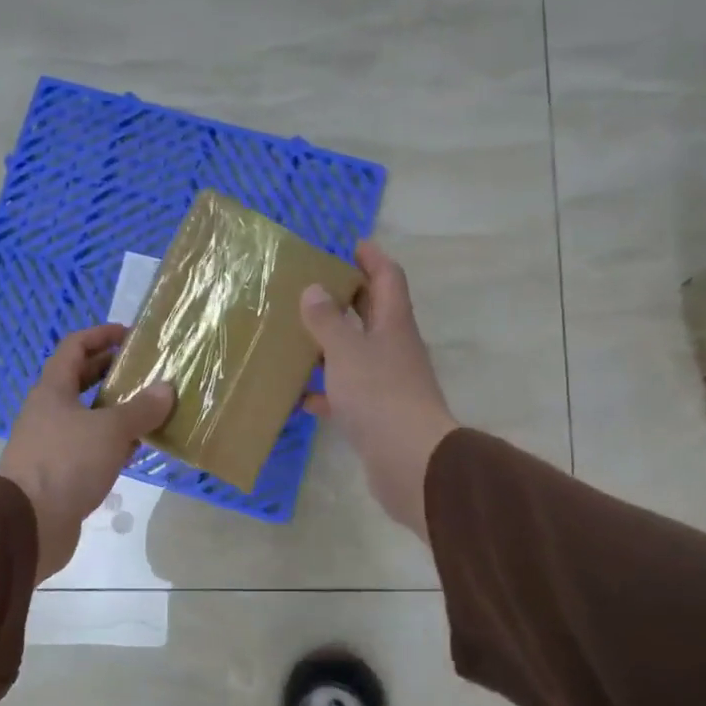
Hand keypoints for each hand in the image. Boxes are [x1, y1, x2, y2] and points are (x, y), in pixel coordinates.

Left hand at [0, 324, 174, 582]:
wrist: (28, 523)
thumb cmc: (67, 463)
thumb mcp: (110, 430)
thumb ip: (140, 409)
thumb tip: (165, 389)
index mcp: (52, 391)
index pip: (74, 347)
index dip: (100, 335)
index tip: (130, 335)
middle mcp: (48, 412)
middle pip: (79, 381)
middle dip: (110, 372)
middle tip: (144, 370)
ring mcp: (51, 444)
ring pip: (86, 416)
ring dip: (114, 410)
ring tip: (149, 409)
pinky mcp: (59, 473)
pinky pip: (89, 447)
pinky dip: (111, 443)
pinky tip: (135, 449)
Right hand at [301, 241, 457, 540]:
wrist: (409, 460)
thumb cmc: (379, 395)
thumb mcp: (346, 351)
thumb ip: (327, 320)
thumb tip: (314, 289)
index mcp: (393, 324)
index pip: (388, 278)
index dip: (372, 259)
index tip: (352, 244)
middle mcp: (394, 348)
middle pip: (372, 313)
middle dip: (347, 298)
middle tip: (314, 285)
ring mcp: (387, 382)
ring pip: (356, 353)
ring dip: (331, 344)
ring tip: (296, 336)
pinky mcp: (377, 414)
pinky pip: (347, 393)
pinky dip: (326, 390)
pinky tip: (299, 395)